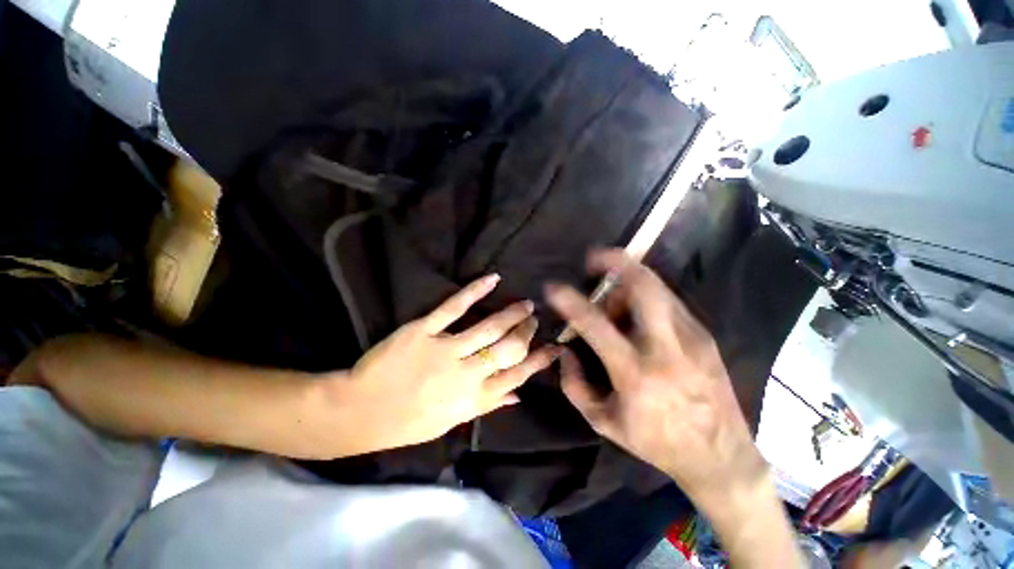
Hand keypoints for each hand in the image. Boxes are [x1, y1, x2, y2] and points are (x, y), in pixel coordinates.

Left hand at [336, 274, 560, 451]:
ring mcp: (445, 350)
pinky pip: (453, 307)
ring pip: (489, 328)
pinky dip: (475, 290)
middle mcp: (466, 375)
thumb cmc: (409, 422)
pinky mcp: (423, 330)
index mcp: (474, 400)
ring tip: (526, 304)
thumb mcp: (452, 422)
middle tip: (534, 320)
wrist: (361, 411)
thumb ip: (487, 406)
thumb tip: (519, 395)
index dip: (541, 360)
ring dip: (512, 314)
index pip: (518, 376)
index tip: (556, 347)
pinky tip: (493, 279)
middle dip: (527, 332)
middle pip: (509, 349)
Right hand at [546, 250, 765, 505]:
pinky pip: (667, 301)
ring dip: (628, 281)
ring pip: (657, 287)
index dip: (570, 300)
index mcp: (635, 373)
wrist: (721, 455)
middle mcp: (666, 348)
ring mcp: (691, 337)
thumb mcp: (603, 421)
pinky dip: (645, 296)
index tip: (553, 287)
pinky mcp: (705, 335)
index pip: (595, 324)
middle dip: (617, 262)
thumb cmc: (655, 441)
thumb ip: (574, 384)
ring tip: (613, 299)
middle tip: (595, 258)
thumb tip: (564, 350)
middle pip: (644, 287)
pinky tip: (636, 313)